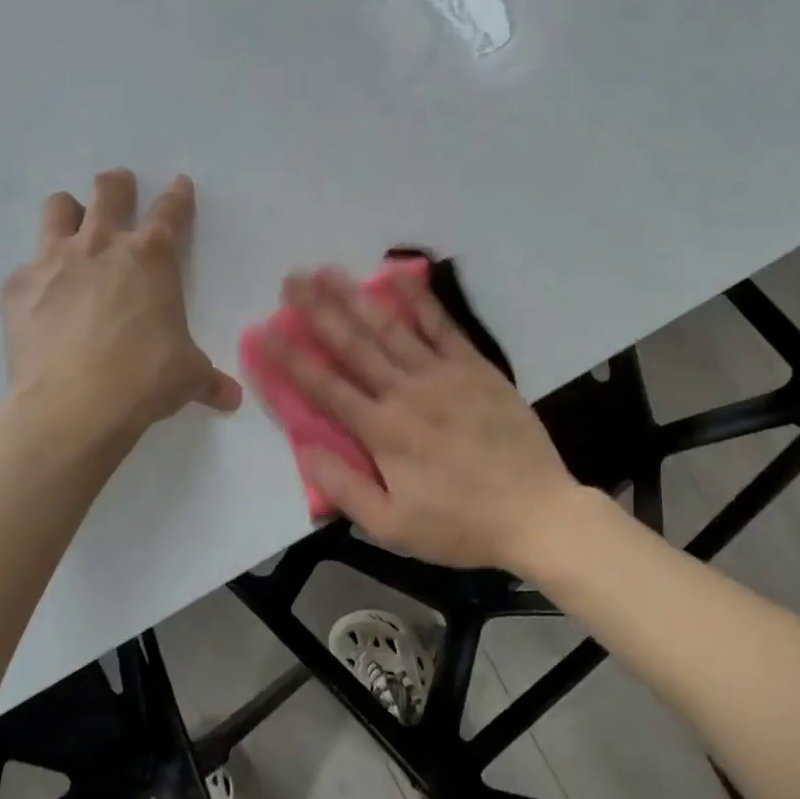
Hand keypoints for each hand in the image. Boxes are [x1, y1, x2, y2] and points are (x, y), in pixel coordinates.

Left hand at [0, 169, 241, 441]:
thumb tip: (231, 398)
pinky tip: (42, 300)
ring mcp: (54, 260)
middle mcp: (102, 245)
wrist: (73, 404)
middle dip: (117, 184)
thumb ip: (208, 379)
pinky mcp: (17, 286)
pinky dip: (37, 276)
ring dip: (69, 211)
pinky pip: (26, 266)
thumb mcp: (187, 375)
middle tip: (120, 187)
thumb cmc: (145, 378)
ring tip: (73, 227)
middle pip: (109, 190)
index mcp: (152, 257)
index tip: (180, 184)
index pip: (170, 211)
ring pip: (58, 207)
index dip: (178, 195)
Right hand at [260, 266, 577, 573]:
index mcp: (382, 431)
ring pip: (390, 328)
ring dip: (356, 298)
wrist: (536, 511)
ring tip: (329, 270)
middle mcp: (406, 392)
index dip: (290, 358)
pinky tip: (400, 275)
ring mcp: (443, 374)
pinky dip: (420, 300)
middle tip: (292, 280)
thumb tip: (303, 448)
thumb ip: (344, 487)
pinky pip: (442, 326)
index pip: (324, 387)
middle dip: (318, 310)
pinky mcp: (475, 367)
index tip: (263, 330)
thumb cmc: (459, 524)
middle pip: (353, 345)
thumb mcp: (392, 527)